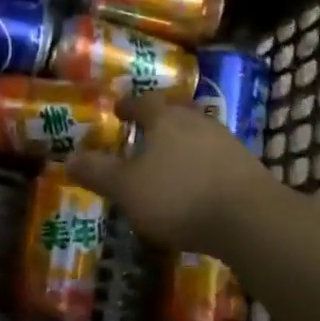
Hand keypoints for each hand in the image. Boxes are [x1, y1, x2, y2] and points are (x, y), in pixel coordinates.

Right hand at [67, 93, 270, 254]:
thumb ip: (98, 172)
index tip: (118, 110)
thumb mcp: (127, 188)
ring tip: (168, 161)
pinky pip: (215, 157)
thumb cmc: (179, 196)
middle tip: (143, 132)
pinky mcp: (246, 166)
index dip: (127, 105)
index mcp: (164, 118)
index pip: (142, 101)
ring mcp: (226, 141)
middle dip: (158, 120)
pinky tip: (196, 184)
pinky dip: (201, 164)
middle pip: (174, 112)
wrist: (251, 219)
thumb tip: (68, 158)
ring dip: (182, 143)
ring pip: (196, 133)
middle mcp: (196, 120)